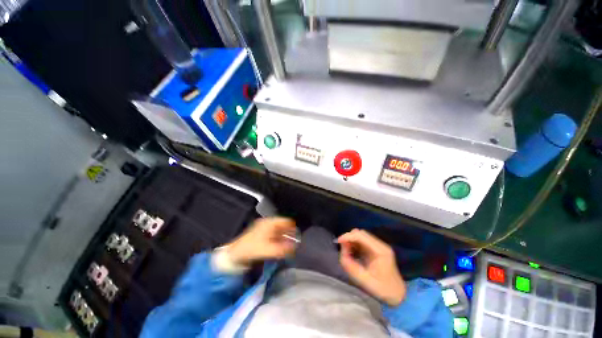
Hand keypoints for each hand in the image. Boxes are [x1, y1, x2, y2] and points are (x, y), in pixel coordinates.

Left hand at [226, 217, 297, 265]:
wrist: (236, 252)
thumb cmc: (253, 248)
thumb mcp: (268, 249)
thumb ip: (282, 249)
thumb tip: (294, 247)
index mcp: (271, 223)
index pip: (286, 221)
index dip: (293, 228)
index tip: (297, 236)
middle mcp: (268, 222)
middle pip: (283, 225)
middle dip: (289, 233)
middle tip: (293, 242)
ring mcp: (264, 226)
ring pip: (278, 229)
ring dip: (283, 236)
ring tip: (287, 245)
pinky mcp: (261, 232)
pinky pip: (273, 232)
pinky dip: (278, 238)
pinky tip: (278, 245)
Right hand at [338, 229, 405, 305]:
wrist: (398, 295)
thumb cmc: (383, 289)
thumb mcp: (365, 281)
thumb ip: (351, 266)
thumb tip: (341, 253)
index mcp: (380, 251)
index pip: (361, 235)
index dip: (348, 236)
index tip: (338, 242)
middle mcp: (380, 245)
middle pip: (361, 233)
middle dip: (349, 238)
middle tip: (343, 249)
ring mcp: (379, 246)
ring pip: (361, 236)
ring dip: (351, 241)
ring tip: (347, 252)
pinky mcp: (376, 249)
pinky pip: (362, 241)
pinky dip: (355, 244)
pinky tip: (352, 252)